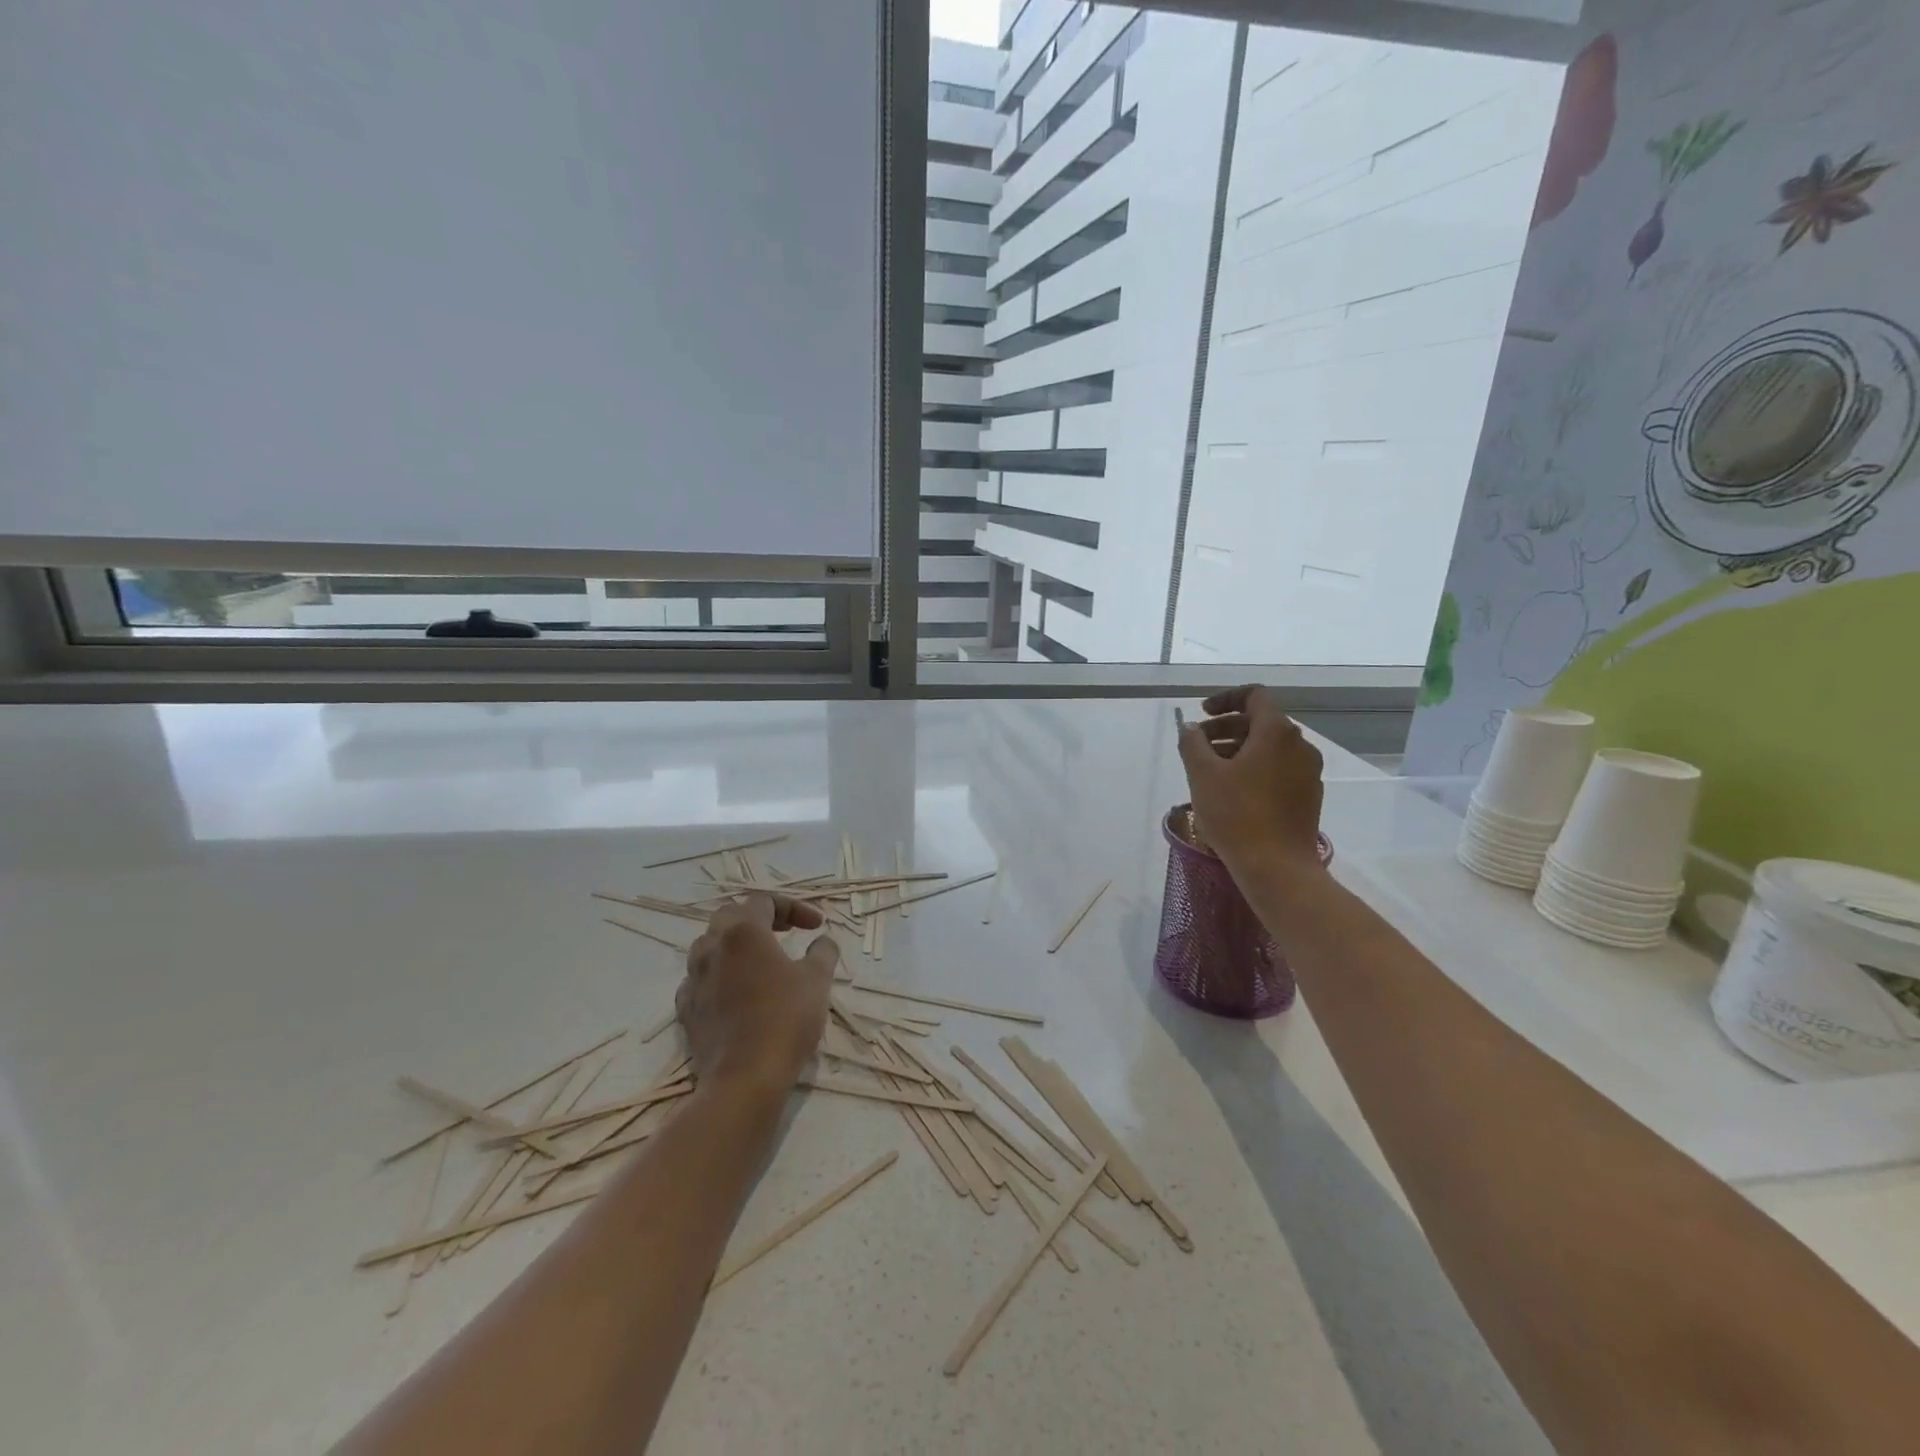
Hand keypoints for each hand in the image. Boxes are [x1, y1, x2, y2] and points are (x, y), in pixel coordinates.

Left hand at [676, 892, 839, 1098]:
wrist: (743, 1079)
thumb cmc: (785, 1019)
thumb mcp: (817, 980)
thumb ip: (823, 951)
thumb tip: (823, 941)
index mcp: (743, 931)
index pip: (765, 900)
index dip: (794, 908)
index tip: (816, 927)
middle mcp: (712, 946)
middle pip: (731, 915)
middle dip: (760, 918)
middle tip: (785, 933)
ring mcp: (693, 978)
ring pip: (710, 945)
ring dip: (736, 945)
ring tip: (761, 961)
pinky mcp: (685, 1009)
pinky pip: (700, 978)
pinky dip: (720, 975)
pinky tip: (737, 991)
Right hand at [1177, 685, 1325, 880]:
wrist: (1278, 867)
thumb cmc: (1236, 815)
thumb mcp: (1202, 775)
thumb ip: (1192, 743)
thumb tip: (1190, 728)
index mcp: (1276, 732)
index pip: (1254, 695)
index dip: (1225, 699)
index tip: (1202, 715)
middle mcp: (1300, 745)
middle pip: (1261, 721)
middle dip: (1226, 727)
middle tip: (1198, 746)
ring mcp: (1308, 771)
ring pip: (1270, 747)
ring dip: (1238, 749)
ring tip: (1211, 771)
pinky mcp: (1309, 795)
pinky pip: (1279, 768)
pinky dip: (1255, 768)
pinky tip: (1234, 791)